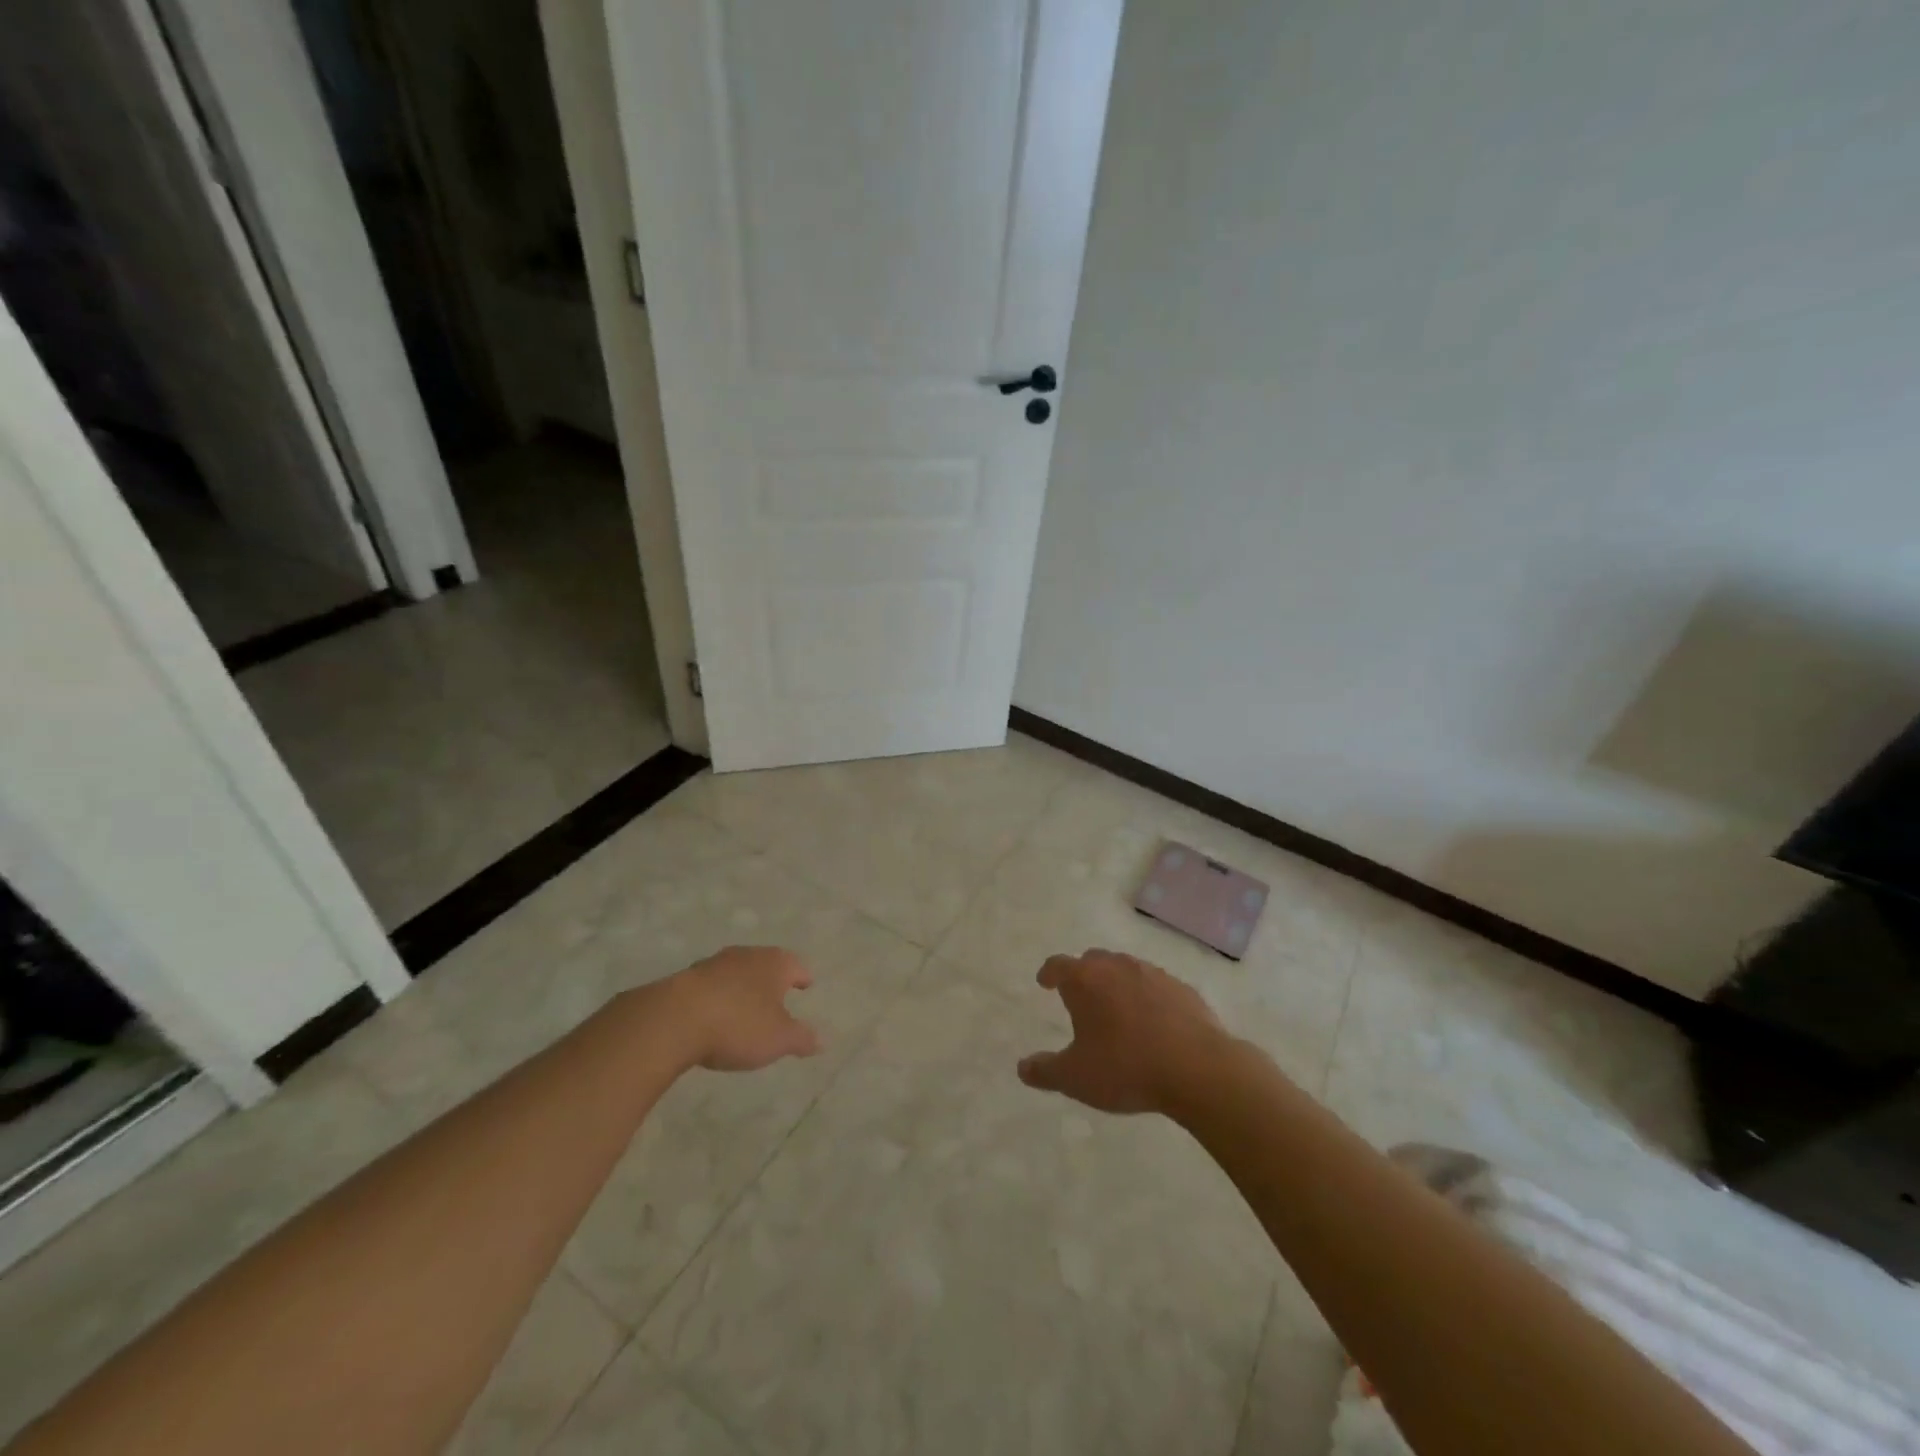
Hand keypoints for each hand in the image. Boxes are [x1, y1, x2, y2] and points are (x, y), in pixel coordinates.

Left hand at [664, 945, 820, 1071]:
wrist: (673, 1020)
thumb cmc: (738, 1025)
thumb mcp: (778, 1039)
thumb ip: (801, 1038)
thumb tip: (822, 1040)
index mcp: (774, 963)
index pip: (796, 965)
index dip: (802, 976)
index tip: (806, 984)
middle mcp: (746, 955)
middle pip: (765, 963)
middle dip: (772, 978)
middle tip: (778, 994)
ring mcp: (713, 964)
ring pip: (736, 972)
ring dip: (742, 986)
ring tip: (745, 1005)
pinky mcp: (685, 979)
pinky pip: (710, 986)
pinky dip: (718, 996)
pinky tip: (714, 1014)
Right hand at [1016, 949, 1229, 1114]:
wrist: (1197, 1069)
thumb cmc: (1126, 1068)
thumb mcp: (1076, 1078)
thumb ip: (1045, 1071)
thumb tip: (1022, 1068)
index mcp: (1085, 980)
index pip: (1058, 965)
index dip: (1049, 972)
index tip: (1044, 981)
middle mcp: (1117, 967)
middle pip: (1093, 960)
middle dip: (1083, 974)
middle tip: (1080, 995)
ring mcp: (1153, 974)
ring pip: (1126, 969)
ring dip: (1116, 983)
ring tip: (1116, 1009)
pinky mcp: (1182, 989)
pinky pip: (1156, 986)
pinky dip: (1148, 997)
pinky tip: (1153, 1022)